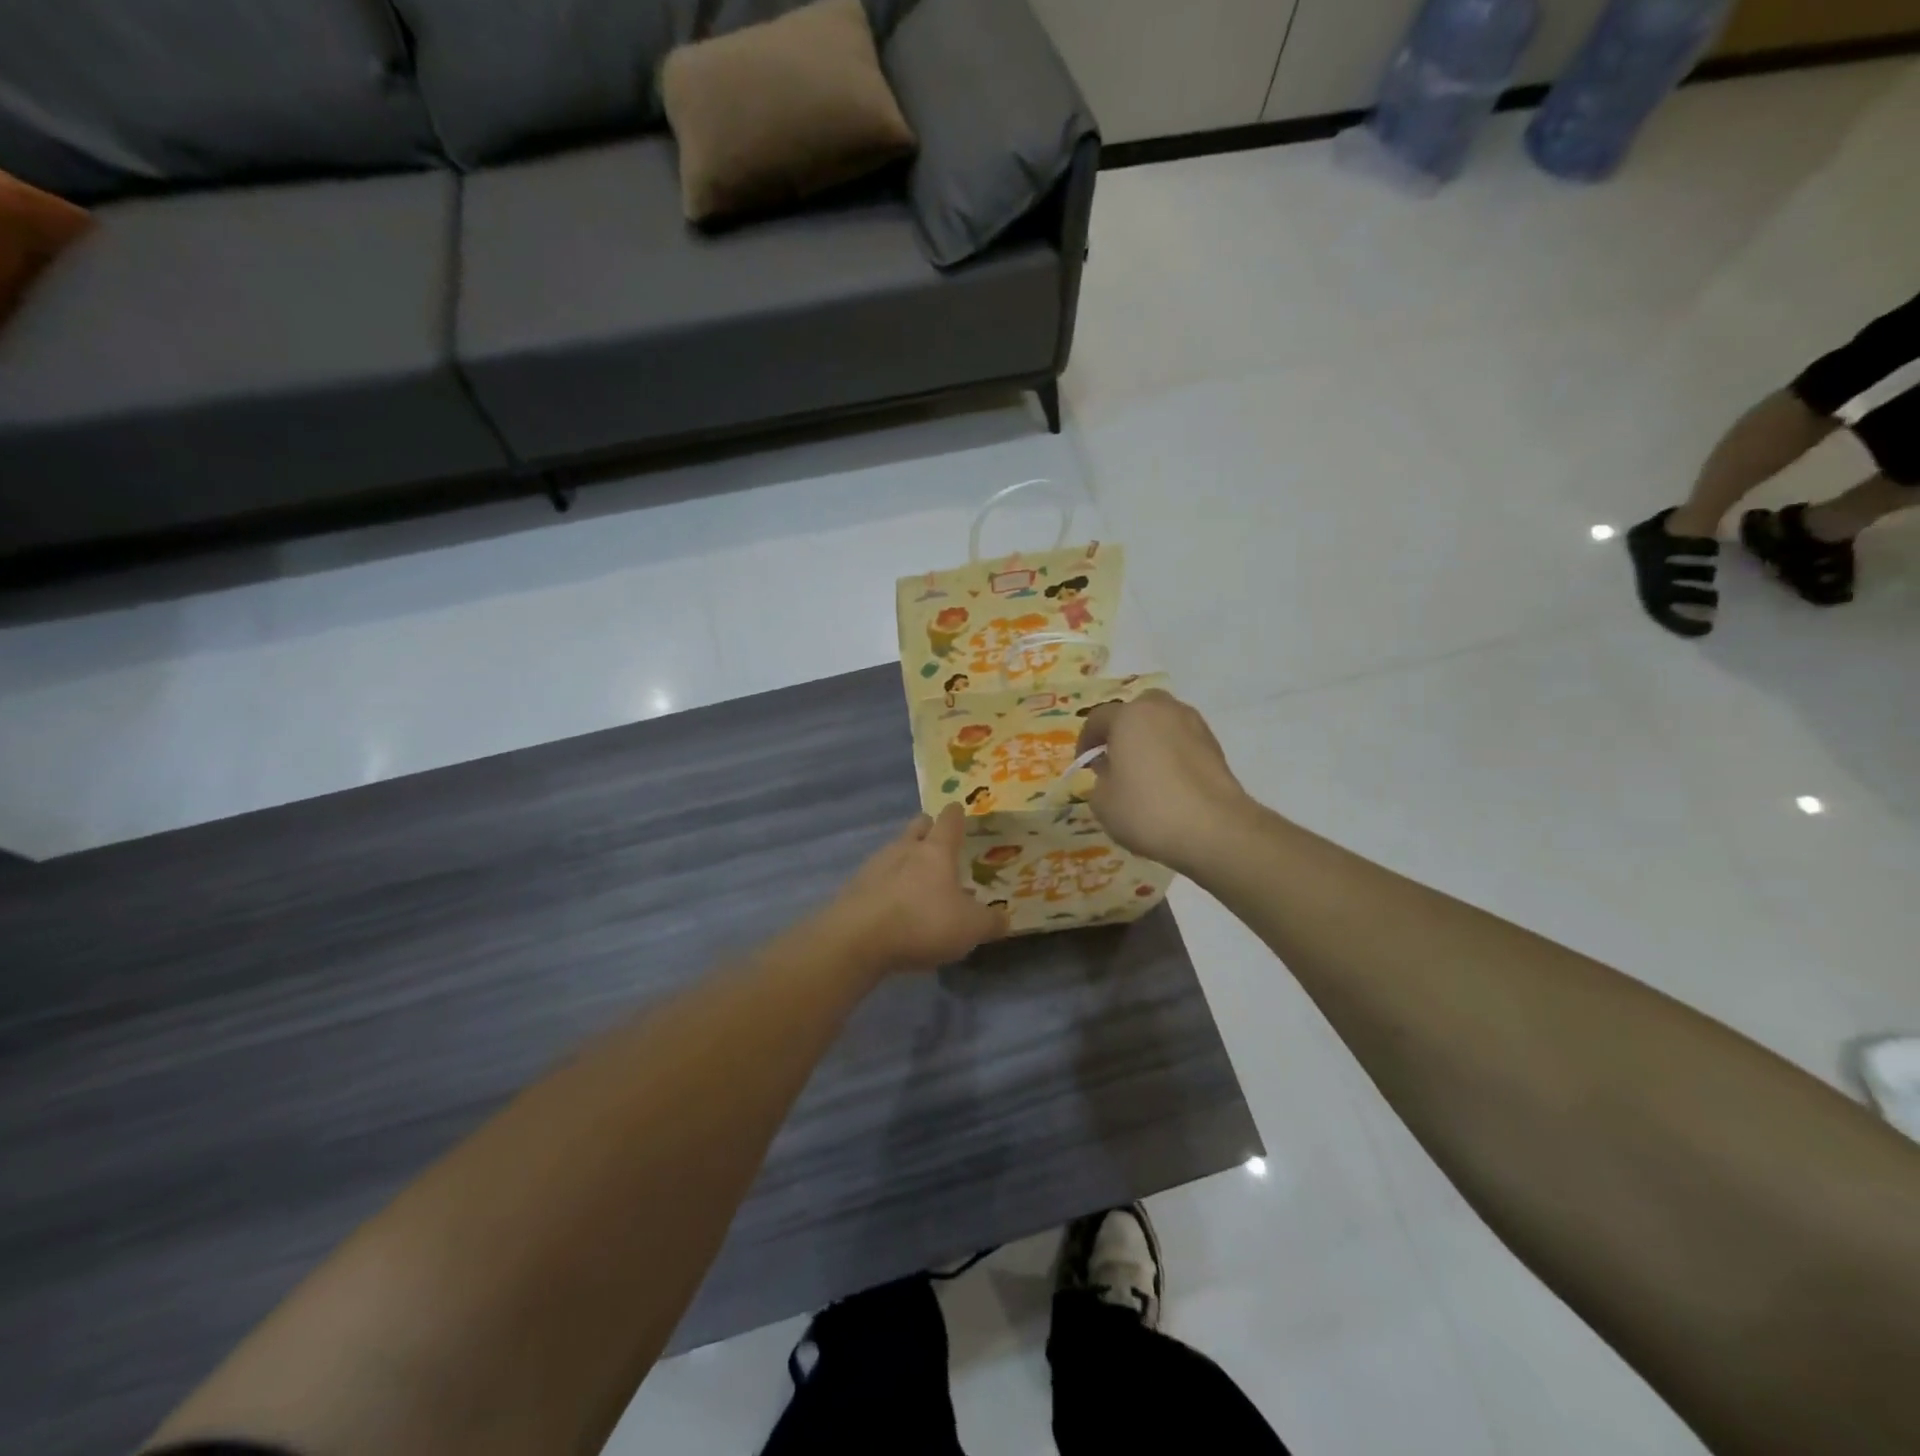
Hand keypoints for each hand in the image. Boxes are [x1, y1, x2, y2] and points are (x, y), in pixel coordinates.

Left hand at [829, 804, 1009, 973]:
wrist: (857, 940)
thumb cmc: (923, 922)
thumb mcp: (970, 928)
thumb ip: (990, 922)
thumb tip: (1004, 918)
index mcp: (936, 851)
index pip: (949, 820)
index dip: (956, 815)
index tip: (959, 810)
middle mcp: (904, 849)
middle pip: (916, 827)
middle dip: (927, 829)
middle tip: (938, 843)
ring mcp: (875, 866)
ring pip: (894, 851)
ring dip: (906, 860)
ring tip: (917, 882)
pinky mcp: (854, 888)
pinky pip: (877, 878)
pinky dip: (888, 886)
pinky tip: (893, 907)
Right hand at [1074, 690, 1253, 872]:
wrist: (1214, 829)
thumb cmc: (1147, 811)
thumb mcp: (1103, 802)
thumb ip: (1100, 780)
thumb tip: (1111, 771)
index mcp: (1129, 716)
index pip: (1098, 718)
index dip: (1086, 741)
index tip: (1084, 763)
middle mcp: (1163, 710)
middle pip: (1136, 710)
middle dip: (1123, 730)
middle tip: (1116, 758)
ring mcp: (1194, 725)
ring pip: (1163, 723)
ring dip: (1150, 739)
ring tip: (1145, 771)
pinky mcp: (1215, 746)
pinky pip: (1183, 741)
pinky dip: (1172, 753)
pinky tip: (1169, 781)